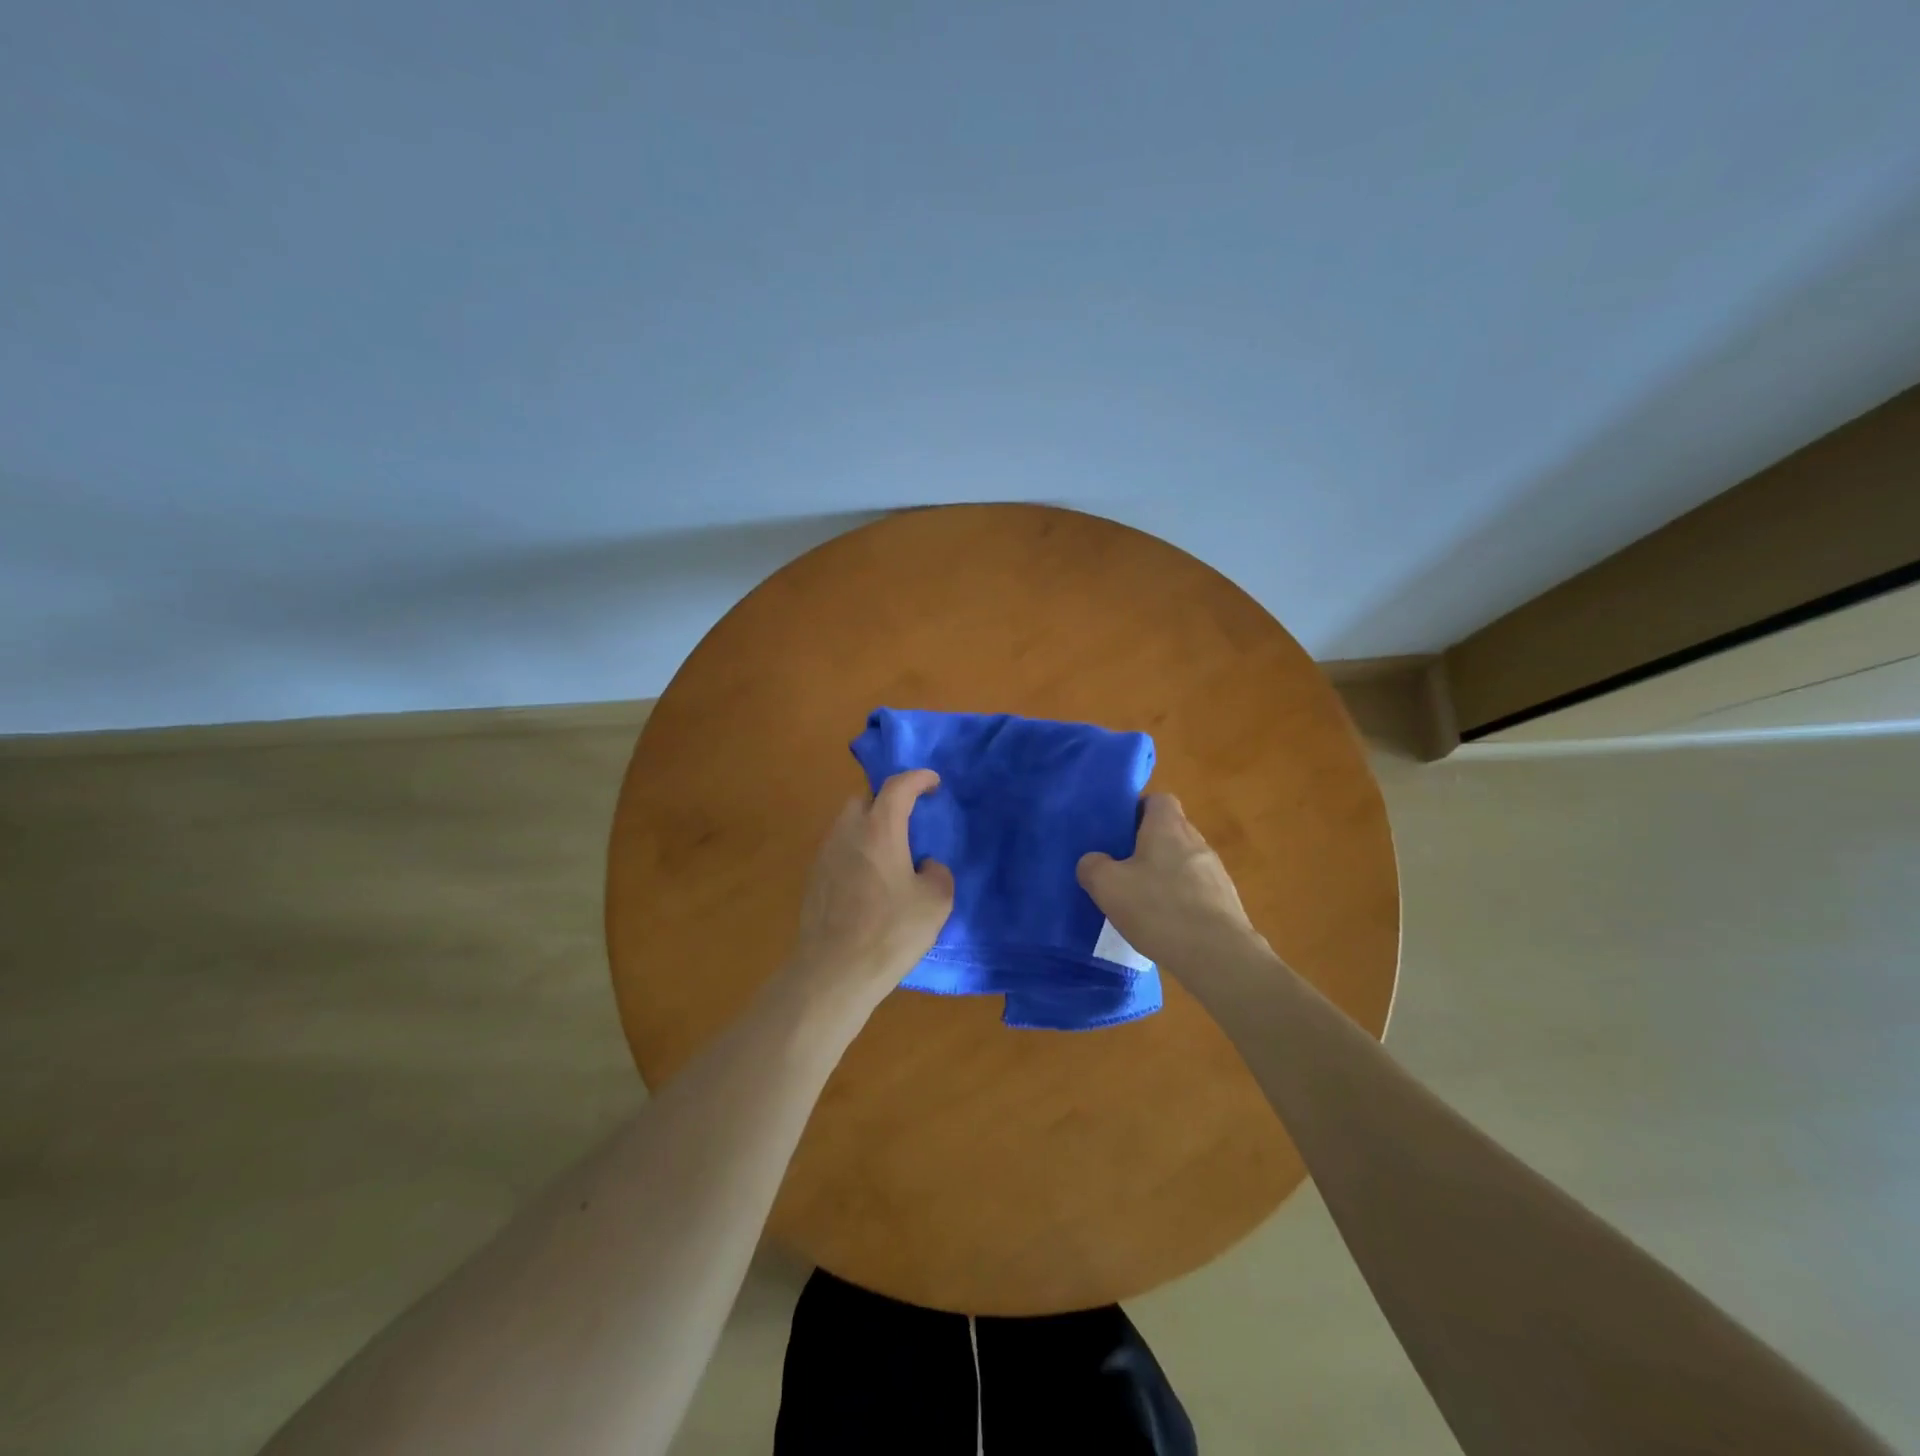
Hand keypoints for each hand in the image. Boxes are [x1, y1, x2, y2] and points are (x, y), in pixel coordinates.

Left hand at [785, 769, 954, 1016]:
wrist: (833, 971)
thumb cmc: (890, 931)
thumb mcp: (935, 903)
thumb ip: (938, 873)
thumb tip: (925, 866)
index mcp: (879, 829)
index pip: (898, 786)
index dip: (918, 778)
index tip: (933, 783)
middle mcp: (847, 832)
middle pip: (865, 799)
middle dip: (887, 801)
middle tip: (908, 820)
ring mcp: (825, 855)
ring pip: (847, 825)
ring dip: (869, 828)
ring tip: (889, 852)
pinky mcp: (813, 879)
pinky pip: (838, 850)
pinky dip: (856, 852)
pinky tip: (869, 880)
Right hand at [1076, 794, 1264, 973]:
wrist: (1218, 956)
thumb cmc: (1159, 909)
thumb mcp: (1108, 886)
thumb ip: (1092, 866)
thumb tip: (1093, 861)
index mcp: (1168, 827)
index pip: (1158, 800)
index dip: (1137, 810)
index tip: (1119, 832)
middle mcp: (1196, 841)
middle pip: (1170, 831)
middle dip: (1147, 846)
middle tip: (1122, 868)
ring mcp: (1216, 872)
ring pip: (1183, 862)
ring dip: (1165, 875)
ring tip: (1142, 901)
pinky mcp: (1226, 902)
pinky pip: (1196, 890)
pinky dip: (1181, 900)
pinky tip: (1166, 924)